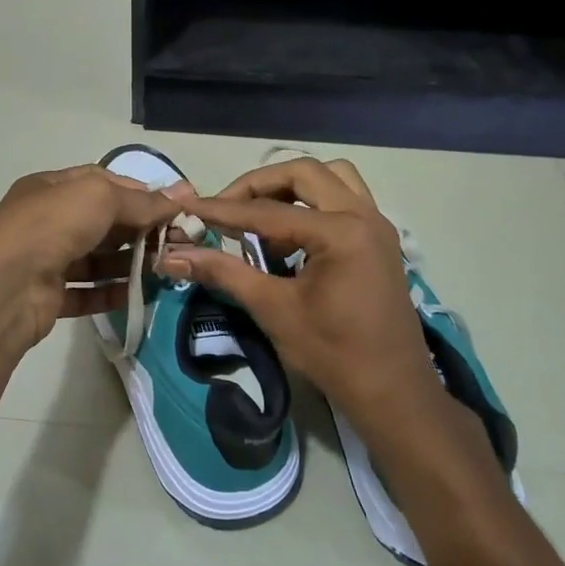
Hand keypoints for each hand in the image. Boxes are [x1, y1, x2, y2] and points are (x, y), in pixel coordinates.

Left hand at [0, 165, 180, 353]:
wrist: (4, 287)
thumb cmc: (51, 226)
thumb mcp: (99, 198)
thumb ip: (141, 200)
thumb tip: (182, 194)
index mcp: (52, 189)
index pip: (102, 183)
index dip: (138, 193)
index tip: (172, 209)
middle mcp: (48, 221)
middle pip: (102, 222)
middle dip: (139, 230)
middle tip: (177, 243)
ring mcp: (47, 260)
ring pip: (96, 260)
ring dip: (130, 264)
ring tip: (165, 270)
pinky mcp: (49, 297)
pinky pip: (87, 293)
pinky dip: (112, 294)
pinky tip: (140, 295)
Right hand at [162, 157, 466, 452]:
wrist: (392, 392)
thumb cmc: (332, 353)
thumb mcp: (273, 309)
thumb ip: (224, 272)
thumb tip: (173, 256)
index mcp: (340, 231)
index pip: (268, 211)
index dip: (223, 210)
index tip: (190, 207)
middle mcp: (363, 215)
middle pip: (303, 173)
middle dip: (259, 185)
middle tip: (226, 208)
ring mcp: (377, 225)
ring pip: (331, 177)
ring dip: (292, 188)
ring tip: (261, 216)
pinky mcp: (380, 239)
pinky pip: (345, 199)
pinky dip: (314, 204)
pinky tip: (291, 238)